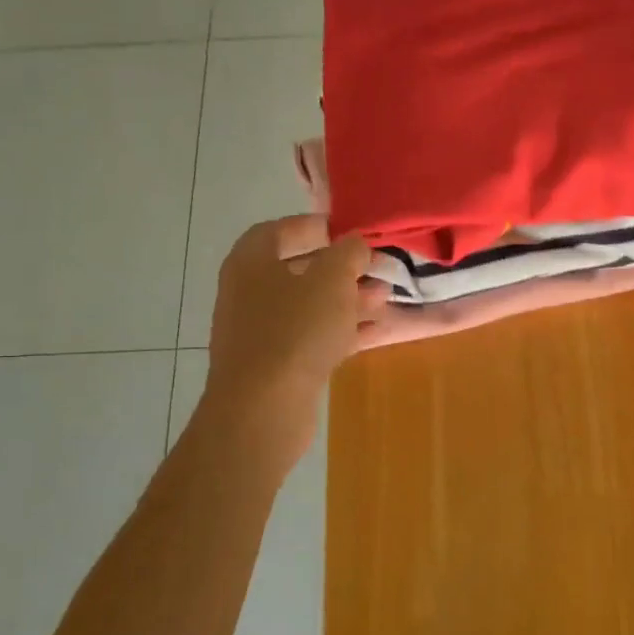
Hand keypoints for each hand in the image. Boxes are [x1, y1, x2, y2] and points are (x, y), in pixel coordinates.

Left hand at [203, 214, 382, 476]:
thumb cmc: (295, 330)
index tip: (351, 232)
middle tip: (377, 268)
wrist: (264, 407)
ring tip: (384, 298)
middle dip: (341, 268)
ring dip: (346, 300)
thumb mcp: (332, 280)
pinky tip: (373, 331)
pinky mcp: (276, 365)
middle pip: (299, 270)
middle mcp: (249, 292)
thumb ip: (348, 253)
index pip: (280, 230)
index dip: (316, 227)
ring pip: (309, 306)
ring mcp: (260, 331)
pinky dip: (340, 330)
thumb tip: (355, 243)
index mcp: (251, 261)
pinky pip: (312, 337)